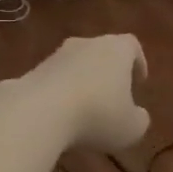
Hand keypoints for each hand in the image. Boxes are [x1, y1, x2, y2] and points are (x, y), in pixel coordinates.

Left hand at [26, 35, 150, 151]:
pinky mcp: (32, 72)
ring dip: (83, 83)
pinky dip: (61, 94)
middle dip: (109, 73)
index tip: (140, 81)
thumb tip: (137, 115)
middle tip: (114, 97)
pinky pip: (55, 80)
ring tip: (86, 110)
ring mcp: (56, 56)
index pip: (132, 46)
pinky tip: (62, 116)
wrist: (38, 112)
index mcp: (116, 49)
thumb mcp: (131, 128)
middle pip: (102, 52)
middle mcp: (86, 44)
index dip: (138, 62)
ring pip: (76, 65)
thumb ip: (139, 119)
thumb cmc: (97, 115)